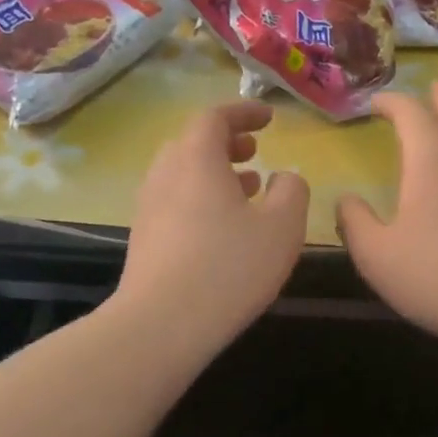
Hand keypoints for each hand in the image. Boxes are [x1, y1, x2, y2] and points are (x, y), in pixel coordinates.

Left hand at [116, 102, 308, 349]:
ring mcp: (149, 207)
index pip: (215, 117)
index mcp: (196, 159)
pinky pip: (176, 202)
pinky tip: (224, 228)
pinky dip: (202, 199)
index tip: (269, 118)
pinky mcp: (145, 239)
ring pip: (183, 175)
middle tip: (255, 151)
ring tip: (248, 188)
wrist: (162, 324)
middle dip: (228, 142)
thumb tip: (285, 178)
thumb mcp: (282, 228)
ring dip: (216, 173)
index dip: (244, 112)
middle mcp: (165, 174)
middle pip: (193, 143)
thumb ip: (292, 192)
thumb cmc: (229, 268)